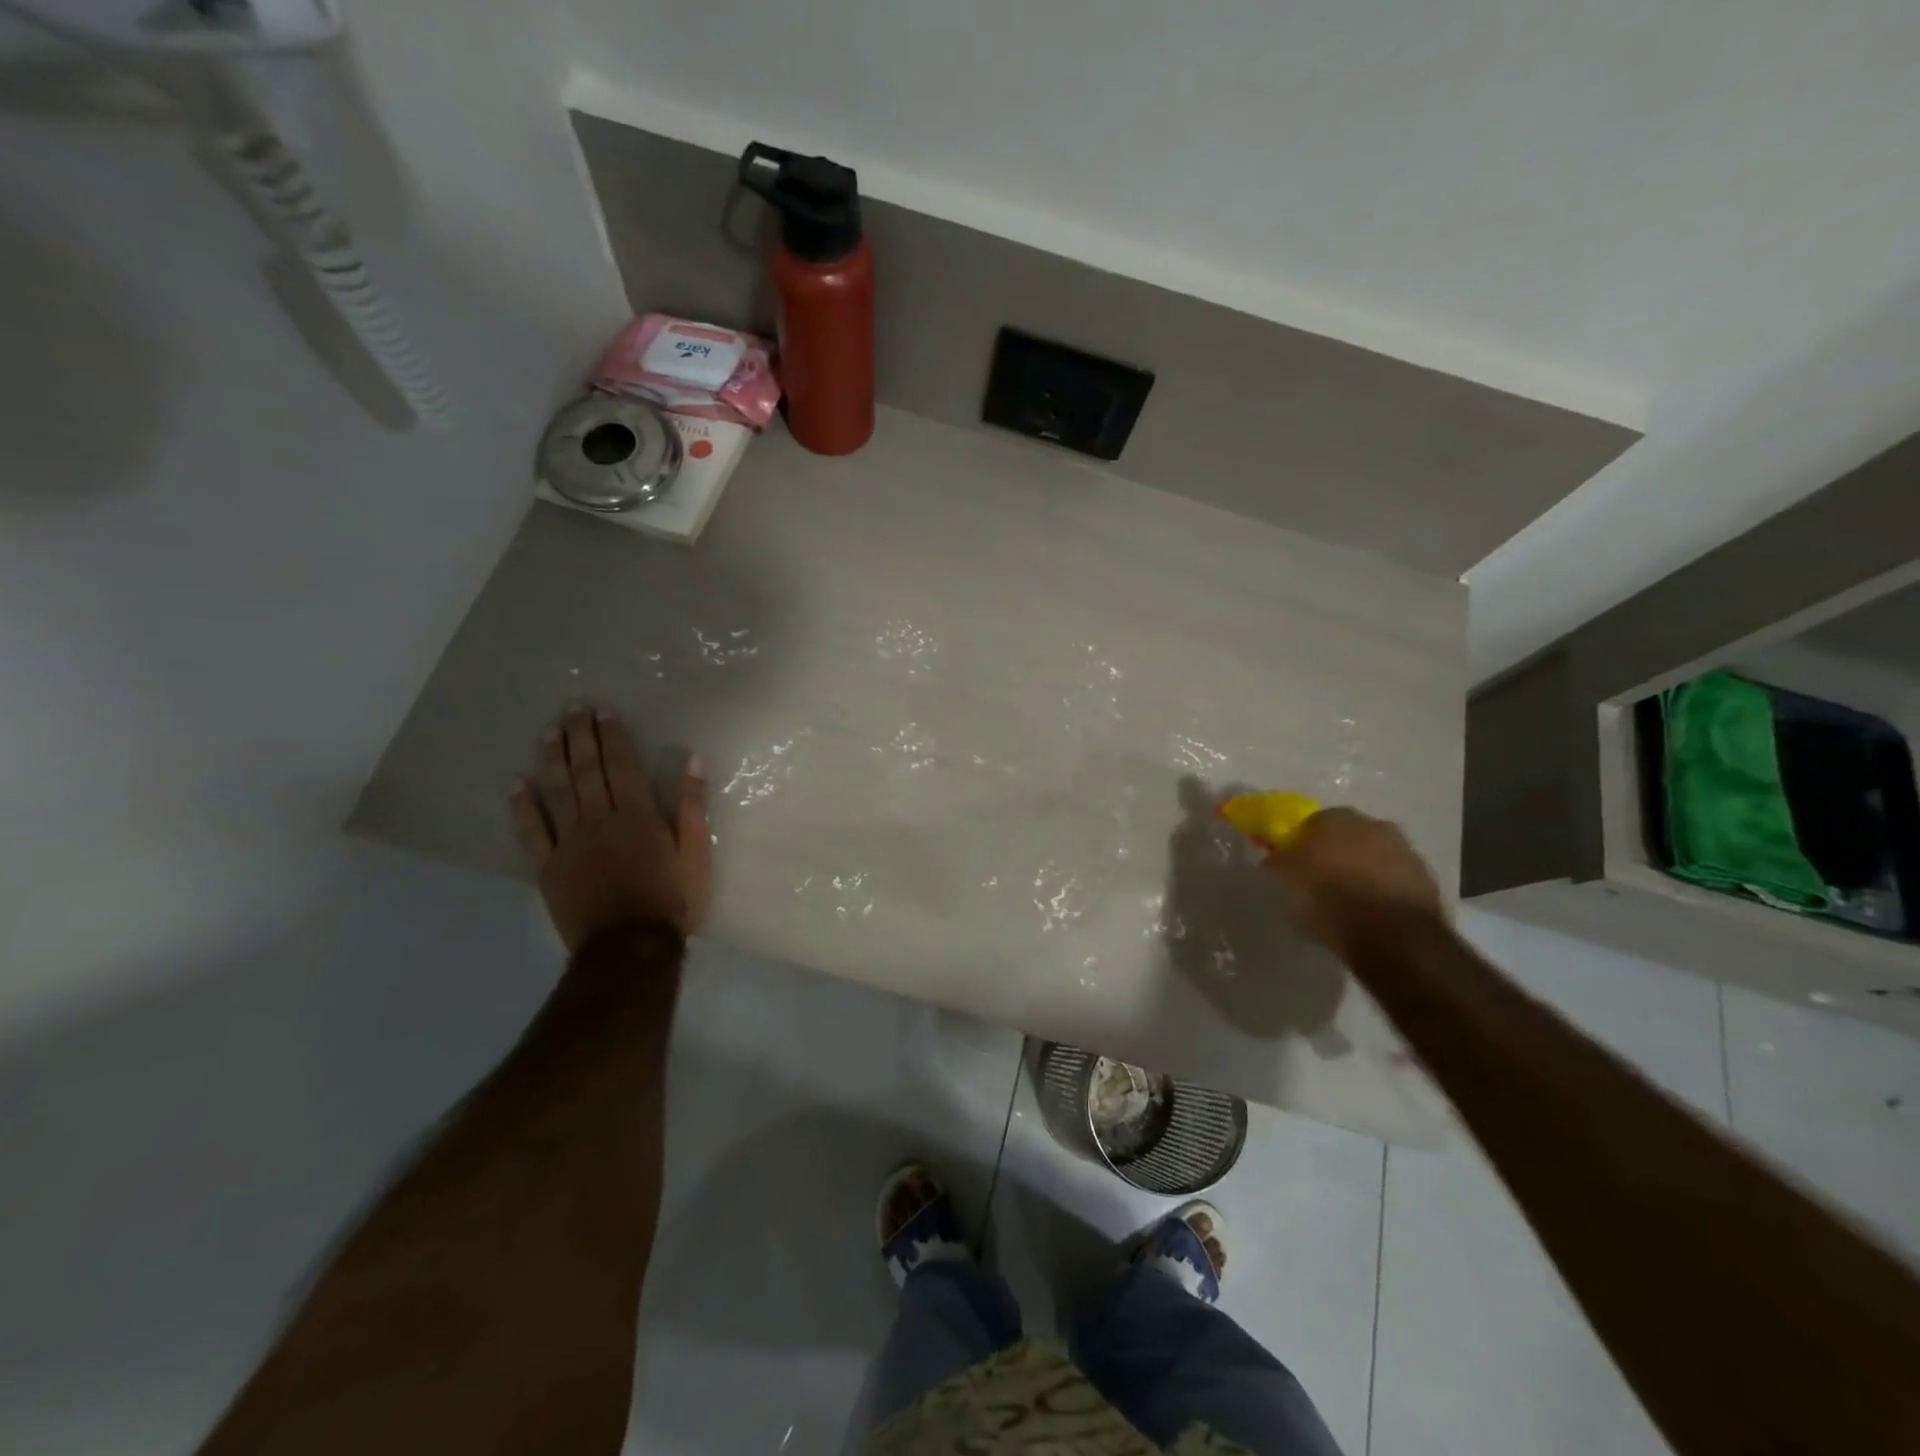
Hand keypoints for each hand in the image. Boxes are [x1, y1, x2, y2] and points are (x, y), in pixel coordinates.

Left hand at [509, 706, 711, 950]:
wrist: (630, 948)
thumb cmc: (672, 899)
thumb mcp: (697, 853)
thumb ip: (693, 806)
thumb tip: (693, 760)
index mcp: (638, 816)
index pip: (621, 766)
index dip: (612, 737)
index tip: (603, 712)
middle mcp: (600, 820)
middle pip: (587, 771)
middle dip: (580, 736)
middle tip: (572, 707)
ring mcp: (570, 843)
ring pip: (558, 792)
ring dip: (552, 759)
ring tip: (548, 732)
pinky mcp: (549, 867)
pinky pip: (532, 831)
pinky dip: (523, 806)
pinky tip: (517, 784)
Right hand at [1262, 807, 1443, 959]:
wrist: (1394, 937)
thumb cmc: (1329, 899)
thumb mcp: (1286, 881)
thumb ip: (1277, 862)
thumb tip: (1274, 856)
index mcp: (1337, 818)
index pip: (1312, 822)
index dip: (1301, 843)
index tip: (1294, 864)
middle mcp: (1375, 825)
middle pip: (1347, 837)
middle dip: (1335, 854)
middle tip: (1320, 881)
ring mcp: (1406, 852)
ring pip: (1374, 858)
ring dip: (1362, 873)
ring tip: (1347, 903)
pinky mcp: (1427, 882)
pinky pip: (1394, 882)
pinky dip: (1382, 893)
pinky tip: (1371, 915)